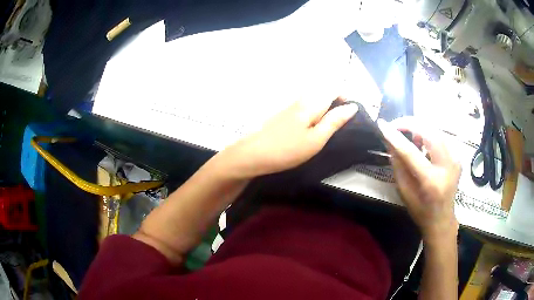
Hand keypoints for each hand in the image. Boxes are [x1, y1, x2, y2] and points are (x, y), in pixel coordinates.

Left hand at [218, 97, 357, 178]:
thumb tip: (352, 106)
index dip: (345, 96)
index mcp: (311, 103)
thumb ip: (334, 121)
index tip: (352, 111)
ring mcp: (289, 106)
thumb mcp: (316, 139)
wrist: (253, 154)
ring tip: (329, 127)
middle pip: (323, 92)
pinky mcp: (282, 115)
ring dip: (325, 107)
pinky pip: (304, 107)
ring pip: (313, 99)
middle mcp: (300, 100)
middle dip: (336, 101)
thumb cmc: (287, 149)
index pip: (332, 89)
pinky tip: (311, 128)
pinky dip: (313, 113)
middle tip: (342, 122)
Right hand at [377, 117, 460, 242]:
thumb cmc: (420, 210)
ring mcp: (455, 159)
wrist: (442, 219)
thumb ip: (398, 165)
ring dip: (420, 128)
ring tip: (410, 137)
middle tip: (396, 125)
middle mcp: (447, 166)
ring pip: (436, 130)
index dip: (395, 136)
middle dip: (410, 123)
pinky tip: (423, 144)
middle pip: (429, 132)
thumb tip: (389, 140)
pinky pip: (442, 137)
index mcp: (431, 181)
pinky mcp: (457, 156)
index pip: (411, 152)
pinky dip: (429, 135)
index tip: (382, 125)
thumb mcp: (404, 192)